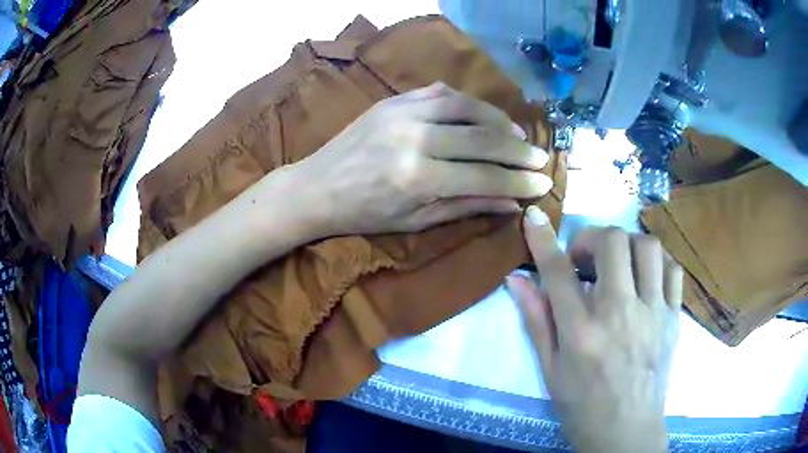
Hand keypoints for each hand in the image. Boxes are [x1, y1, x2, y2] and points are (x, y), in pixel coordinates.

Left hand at [293, 82, 552, 235]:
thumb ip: (466, 207)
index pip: (485, 176)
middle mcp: (415, 139)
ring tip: (518, 134)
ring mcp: (403, 113)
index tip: (544, 183)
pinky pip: (441, 92)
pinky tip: (483, 115)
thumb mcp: (416, 221)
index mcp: (419, 178)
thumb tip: (511, 203)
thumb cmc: (365, 214)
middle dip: (519, 150)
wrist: (318, 187)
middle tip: (540, 158)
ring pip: (467, 107)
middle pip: (483, 138)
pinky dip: (468, 103)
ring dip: (499, 120)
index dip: (519, 181)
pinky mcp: (394, 100)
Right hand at [506, 207, 681, 452]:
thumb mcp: (550, 370)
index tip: (533, 216)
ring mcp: (653, 313)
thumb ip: (536, 321)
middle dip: (593, 238)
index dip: (543, 238)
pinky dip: (656, 263)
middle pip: (612, 242)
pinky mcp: (674, 317)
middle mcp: (620, 314)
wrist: (626, 430)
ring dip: (627, 246)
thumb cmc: (582, 406)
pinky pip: (672, 269)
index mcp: (581, 332)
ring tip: (617, 266)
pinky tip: (645, 279)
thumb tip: (516, 280)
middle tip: (585, 260)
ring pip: (647, 247)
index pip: (558, 272)